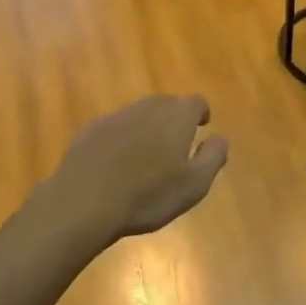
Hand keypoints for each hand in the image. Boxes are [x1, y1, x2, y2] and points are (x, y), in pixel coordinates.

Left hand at [48, 95, 228, 242]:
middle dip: (174, 117)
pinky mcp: (91, 130)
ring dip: (147, 126)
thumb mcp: (194, 185)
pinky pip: (115, 126)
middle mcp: (147, 108)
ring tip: (148, 153)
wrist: (85, 201)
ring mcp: (116, 117)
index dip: (201, 113)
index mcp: (176, 118)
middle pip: (166, 103)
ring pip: (139, 113)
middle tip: (176, 140)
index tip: (202, 125)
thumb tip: (220, 138)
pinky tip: (118, 161)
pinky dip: (122, 137)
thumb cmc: (148, 196)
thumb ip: (212, 157)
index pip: (195, 102)